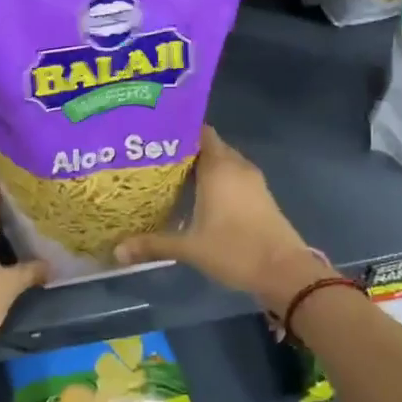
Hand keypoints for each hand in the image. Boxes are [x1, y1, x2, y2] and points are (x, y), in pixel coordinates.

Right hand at [114, 127, 326, 308]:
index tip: (153, 136)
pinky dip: (216, 179)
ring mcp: (252, 180)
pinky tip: (197, 195)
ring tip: (171, 175)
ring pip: (222, 162)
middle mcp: (236, 165)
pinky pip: (233, 176)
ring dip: (202, 166)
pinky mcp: (260, 195)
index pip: (199, 131)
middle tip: (155, 158)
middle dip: (185, 150)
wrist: (285, 271)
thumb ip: (153, 244)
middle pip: (209, 145)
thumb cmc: (235, 250)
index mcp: (219, 166)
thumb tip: (117, 250)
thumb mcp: (190, 248)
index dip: (177, 130)